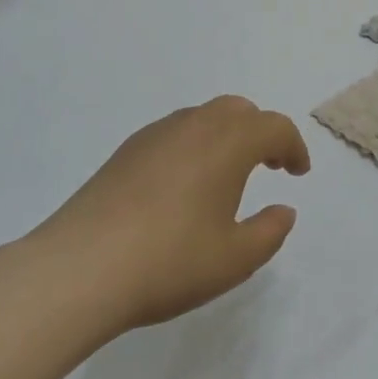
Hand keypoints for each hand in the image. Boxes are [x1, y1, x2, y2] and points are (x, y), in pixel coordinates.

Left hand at [32, 95, 310, 333]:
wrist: (80, 267)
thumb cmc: (169, 261)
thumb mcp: (234, 259)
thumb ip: (269, 232)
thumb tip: (284, 210)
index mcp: (228, 142)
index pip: (273, 127)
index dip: (293, 147)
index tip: (297, 173)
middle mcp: (195, 125)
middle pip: (239, 111)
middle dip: (260, 133)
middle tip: (268, 166)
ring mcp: (156, 134)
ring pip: (203, 117)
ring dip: (226, 136)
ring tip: (226, 177)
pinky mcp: (126, 151)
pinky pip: (174, 133)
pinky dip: (194, 146)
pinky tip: (182, 186)